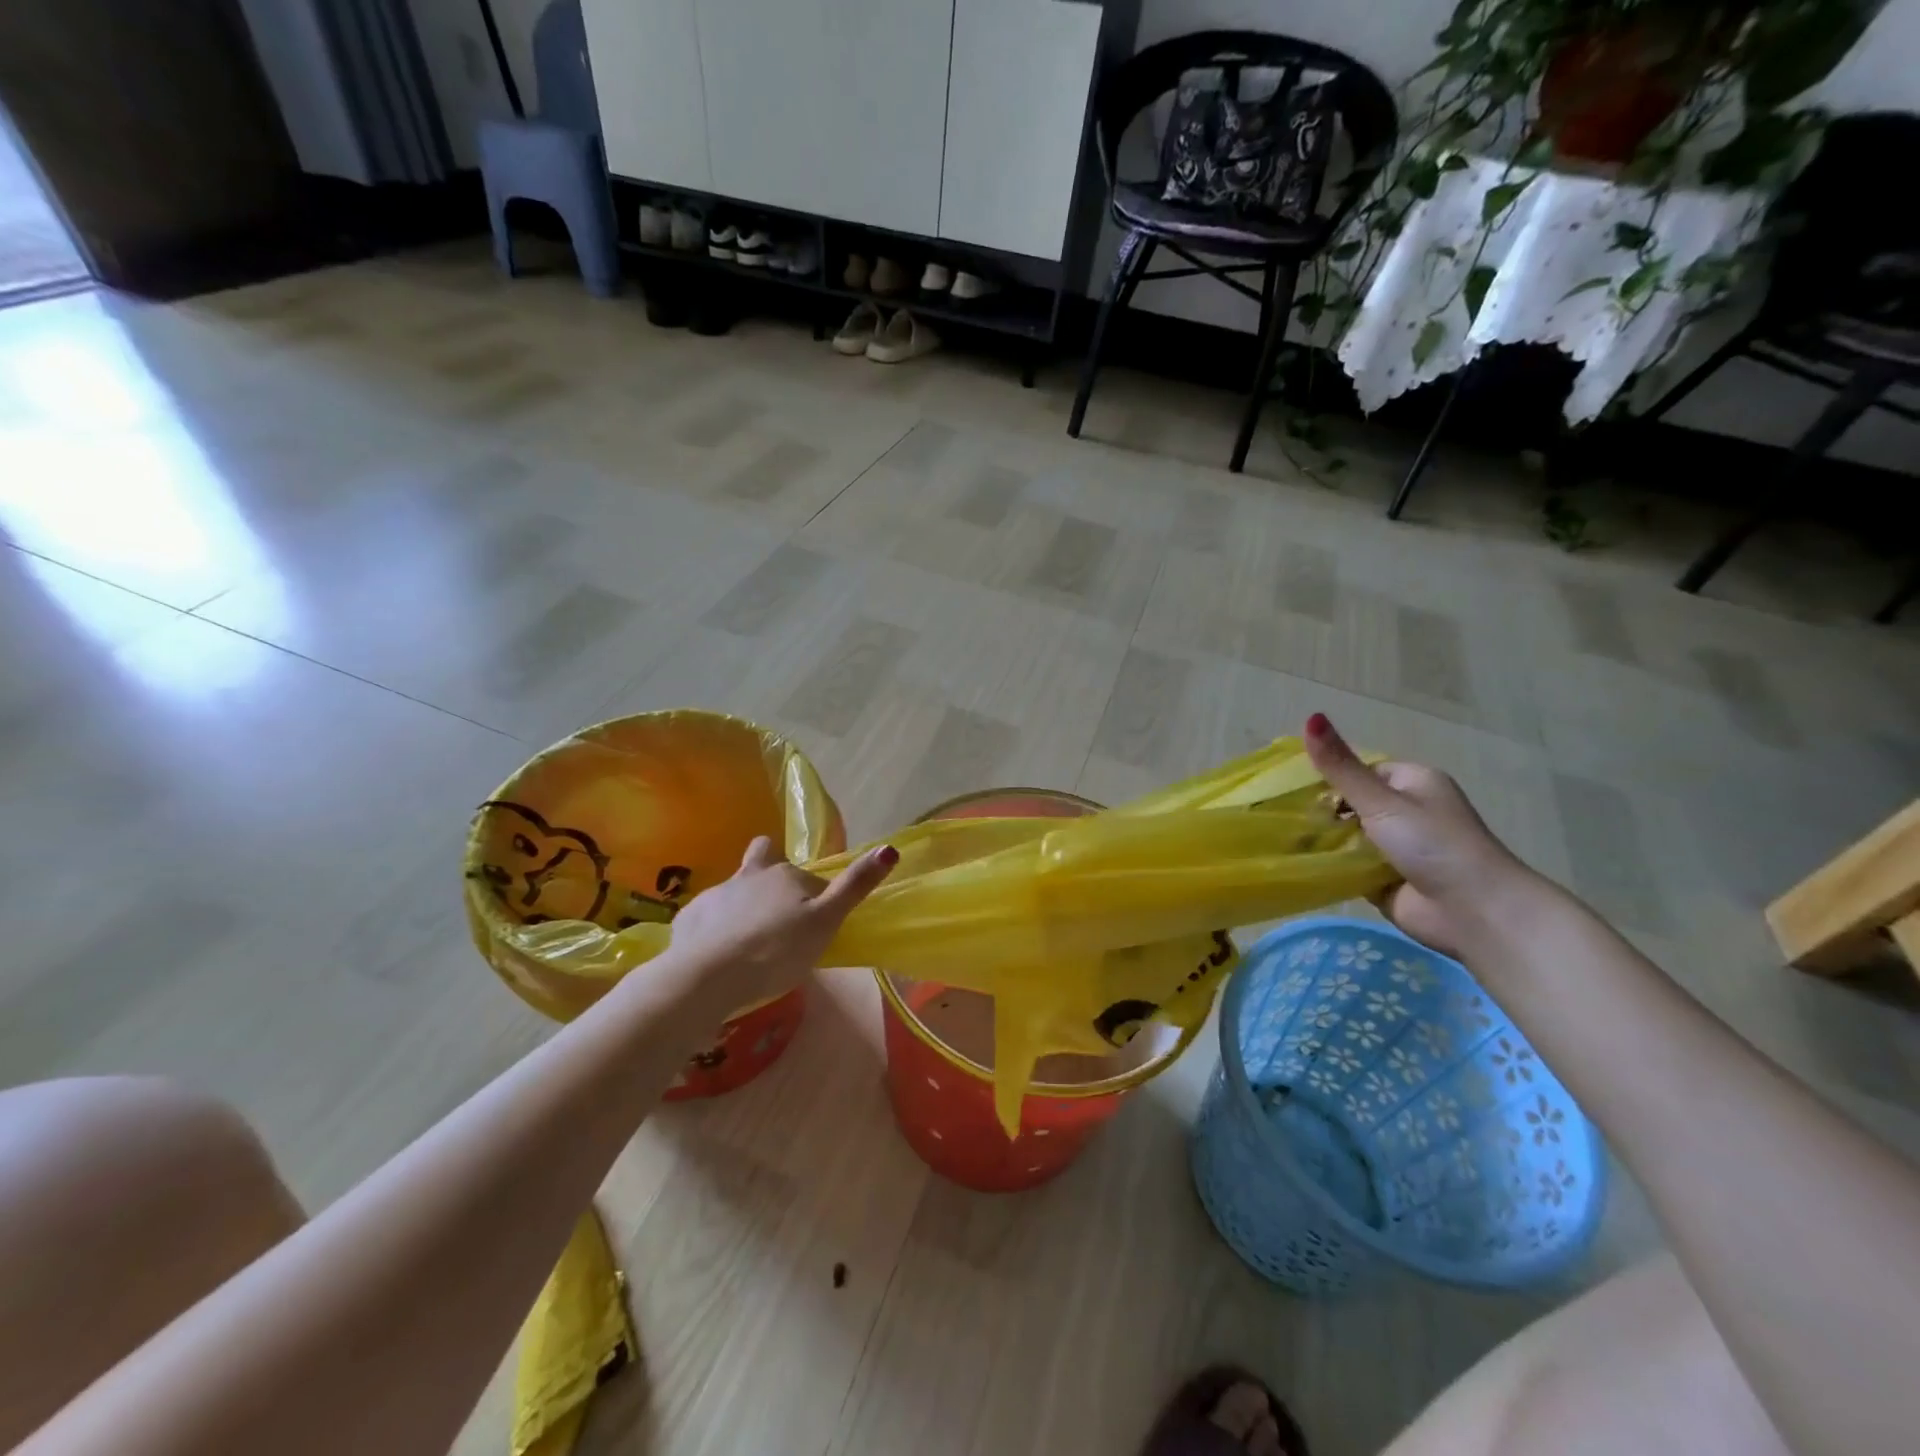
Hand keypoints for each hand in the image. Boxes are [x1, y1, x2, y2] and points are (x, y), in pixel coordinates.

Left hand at [669, 836, 896, 1005]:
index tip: (818, 924)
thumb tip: (889, 848)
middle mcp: (751, 874)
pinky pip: (709, 915)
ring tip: (748, 936)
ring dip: (744, 903)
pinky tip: (718, 951)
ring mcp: (717, 894)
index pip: (812, 880)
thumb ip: (854, 886)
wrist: (705, 977)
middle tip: (778, 907)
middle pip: (764, 862)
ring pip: (736, 889)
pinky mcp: (690, 917)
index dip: (818, 898)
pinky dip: (716, 927)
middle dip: (771, 873)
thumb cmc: (775, 951)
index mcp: (787, 875)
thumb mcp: (825, 922)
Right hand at [1302, 713, 1545, 957]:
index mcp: (1413, 782)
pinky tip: (1299, 864)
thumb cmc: (1433, 844)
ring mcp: (1396, 847)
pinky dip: (1330, 866)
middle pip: (1351, 804)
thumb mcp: (1381, 800)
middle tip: (1285, 818)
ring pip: (1347, 836)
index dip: (1329, 777)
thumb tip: (1310, 716)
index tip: (1294, 789)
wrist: (1473, 911)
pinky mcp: (1385, 878)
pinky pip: (1348, 866)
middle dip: (1322, 812)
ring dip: (1324, 840)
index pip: (1360, 770)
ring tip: (1284, 840)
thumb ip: (1340, 766)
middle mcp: (1407, 811)